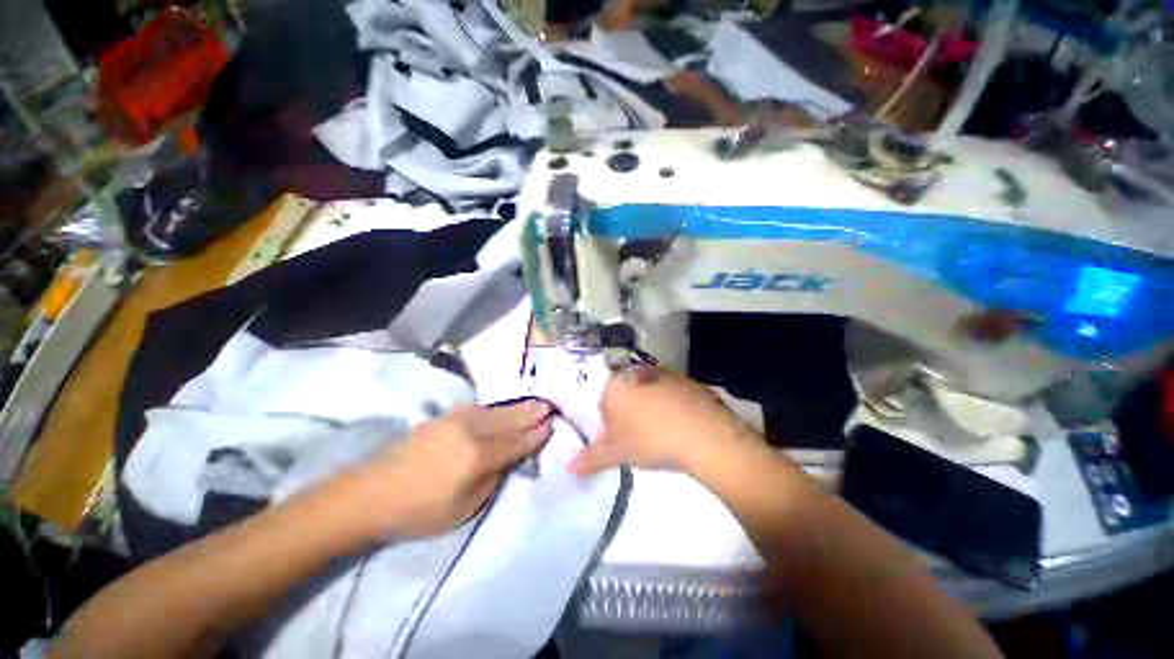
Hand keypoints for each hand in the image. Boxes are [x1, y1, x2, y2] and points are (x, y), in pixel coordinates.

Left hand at [360, 400, 551, 538]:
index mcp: (478, 457)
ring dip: (518, 407)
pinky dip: (498, 407)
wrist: (372, 494)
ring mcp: (457, 421)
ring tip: (536, 402)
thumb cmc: (420, 512)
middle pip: (509, 421)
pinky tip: (505, 406)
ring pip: (497, 412)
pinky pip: (480, 409)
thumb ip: (493, 479)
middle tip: (550, 407)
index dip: (534, 436)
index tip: (550, 427)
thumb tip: (511, 459)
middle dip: (531, 415)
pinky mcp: (445, 417)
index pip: (516, 442)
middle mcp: (471, 432)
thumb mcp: (464, 509)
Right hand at [569, 366, 754, 475]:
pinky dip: (673, 403)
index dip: (611, 421)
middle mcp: (636, 371)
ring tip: (663, 430)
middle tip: (640, 435)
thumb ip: (590, 459)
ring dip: (652, 405)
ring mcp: (664, 373)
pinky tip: (682, 423)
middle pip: (627, 391)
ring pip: (649, 389)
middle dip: (630, 410)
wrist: (701, 434)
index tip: (621, 437)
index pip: (604, 400)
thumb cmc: (649, 440)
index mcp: (615, 384)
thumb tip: (568, 467)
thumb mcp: (616, 453)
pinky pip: (672, 391)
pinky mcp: (687, 379)